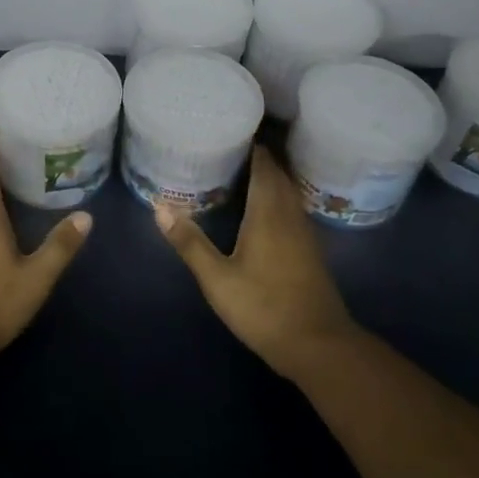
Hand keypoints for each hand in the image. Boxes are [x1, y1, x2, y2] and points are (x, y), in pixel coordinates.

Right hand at [156, 146, 356, 380]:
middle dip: (257, 157)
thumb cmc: (264, 307)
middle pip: (278, 174)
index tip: (228, 131)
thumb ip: (190, 242)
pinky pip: (292, 208)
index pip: (264, 165)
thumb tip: (160, 207)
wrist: (318, 346)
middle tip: (227, 148)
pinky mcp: (309, 251)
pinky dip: (277, 197)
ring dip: (269, 177)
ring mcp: (305, 233)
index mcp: (269, 212)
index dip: (250, 145)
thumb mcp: (217, 279)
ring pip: (288, 191)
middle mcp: (290, 214)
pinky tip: (261, 208)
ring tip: (240, 171)